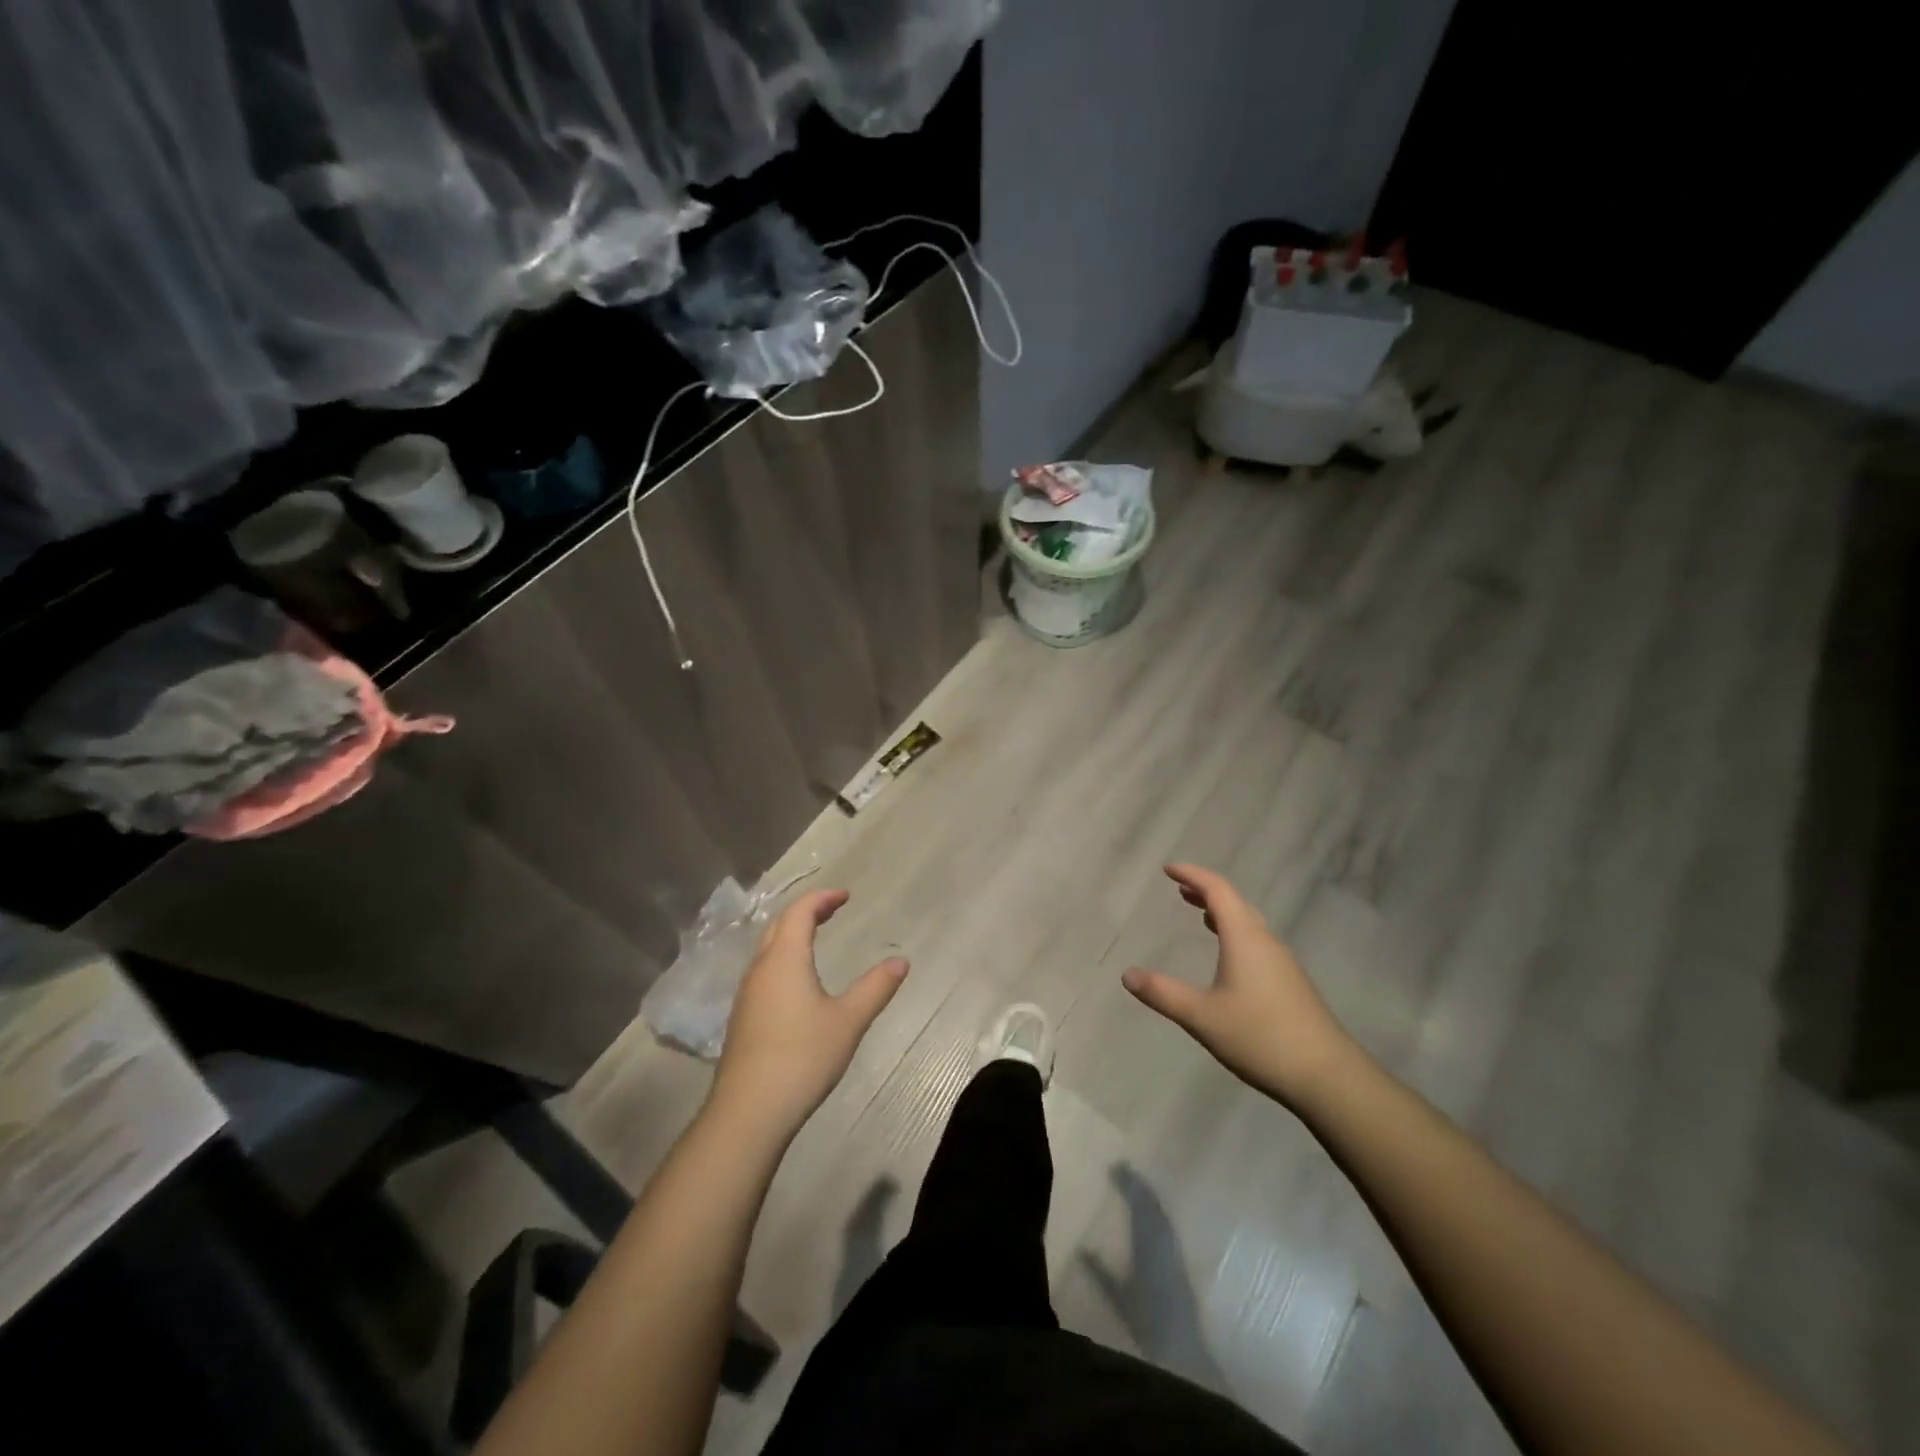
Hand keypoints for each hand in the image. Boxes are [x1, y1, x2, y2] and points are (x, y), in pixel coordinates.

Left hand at [709, 889, 907, 1139]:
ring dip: (791, 934)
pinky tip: (797, 982)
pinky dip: (783, 958)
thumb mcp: (848, 1021)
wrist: (748, 1112)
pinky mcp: (742, 1018)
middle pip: (779, 925)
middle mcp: (760, 969)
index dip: (822, 898)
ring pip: (767, 949)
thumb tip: (901, 961)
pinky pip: (763, 971)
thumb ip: (875, 988)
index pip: (799, 912)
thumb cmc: (802, 1057)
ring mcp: (747, 995)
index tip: (846, 896)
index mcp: (785, 960)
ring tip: (816, 937)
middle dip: (806, 911)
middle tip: (832, 909)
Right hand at [1122, 864, 1359, 1107]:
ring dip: (1222, 912)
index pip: (1217, 890)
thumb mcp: (1202, 1016)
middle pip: (1235, 902)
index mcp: (1244, 938)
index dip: (1192, 875)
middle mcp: (1265, 941)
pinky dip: (1235, 933)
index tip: (1168, 869)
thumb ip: (1163, 993)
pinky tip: (1228, 956)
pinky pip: (1257, 942)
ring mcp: (1282, 962)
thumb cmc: (1260, 1037)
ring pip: (1249, 922)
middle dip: (1206, 890)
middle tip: (1179, 888)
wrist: (1328, 1076)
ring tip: (1199, 914)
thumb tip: (1127, 975)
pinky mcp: (1290, 983)